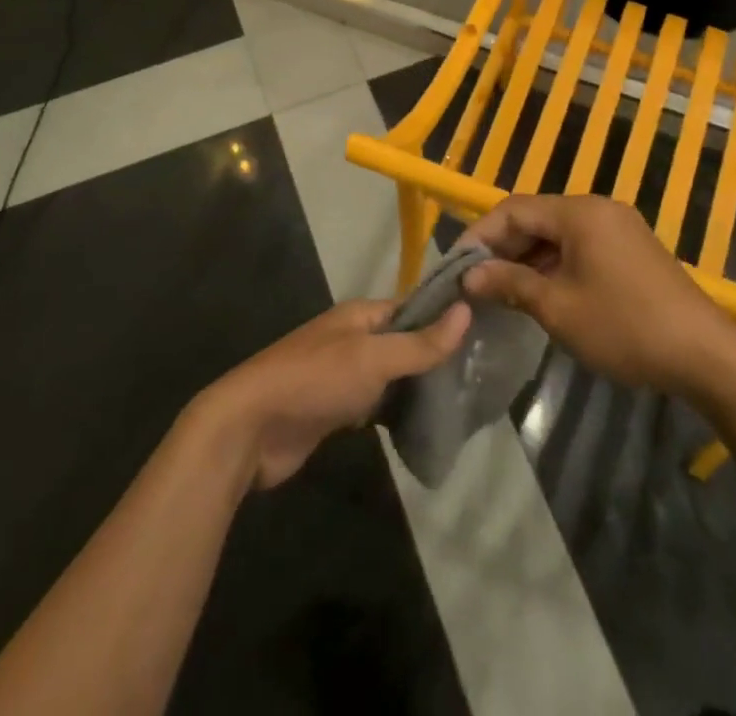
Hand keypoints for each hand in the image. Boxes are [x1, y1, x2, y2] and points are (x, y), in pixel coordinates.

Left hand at [194, 299, 469, 489]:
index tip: (484, 332)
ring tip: (463, 401)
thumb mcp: (372, 358)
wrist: (251, 428)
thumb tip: (466, 310)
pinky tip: (424, 426)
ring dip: (417, 387)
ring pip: (390, 376)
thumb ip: (419, 342)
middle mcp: (352, 339)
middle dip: (435, 357)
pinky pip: (375, 404)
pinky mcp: (335, 410)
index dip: (444, 318)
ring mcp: (342, 375)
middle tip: (480, 375)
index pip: (411, 308)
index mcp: (359, 315)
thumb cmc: (314, 381)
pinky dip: (396, 412)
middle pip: (402, 342)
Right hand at [460, 195, 732, 397]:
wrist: (706, 355)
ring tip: (501, 291)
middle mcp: (598, 208)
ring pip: (558, 233)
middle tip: (475, 281)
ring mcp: (619, 227)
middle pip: (536, 217)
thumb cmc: (625, 327)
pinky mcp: (632, 248)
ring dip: (528, 258)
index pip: (514, 209)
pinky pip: (580, 245)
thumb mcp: (558, 308)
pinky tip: (541, 292)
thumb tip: (470, 275)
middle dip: (503, 247)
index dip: (480, 234)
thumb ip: (510, 284)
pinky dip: (554, 263)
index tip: (456, 265)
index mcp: (579, 212)